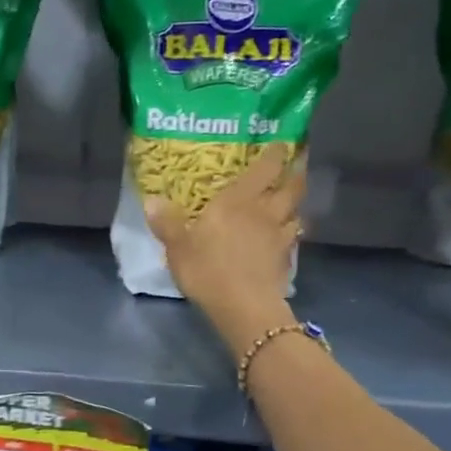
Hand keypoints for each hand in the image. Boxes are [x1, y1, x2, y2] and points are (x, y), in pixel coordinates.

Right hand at [144, 144, 303, 351]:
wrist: (244, 307)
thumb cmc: (208, 269)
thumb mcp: (178, 247)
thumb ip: (167, 223)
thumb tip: (152, 200)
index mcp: (239, 200)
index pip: (265, 168)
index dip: (276, 153)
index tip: (282, 142)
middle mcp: (265, 211)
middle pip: (292, 187)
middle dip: (296, 173)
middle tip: (297, 164)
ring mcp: (280, 236)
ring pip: (297, 212)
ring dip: (297, 204)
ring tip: (291, 200)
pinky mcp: (286, 260)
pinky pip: (293, 238)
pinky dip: (292, 232)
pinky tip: (285, 236)